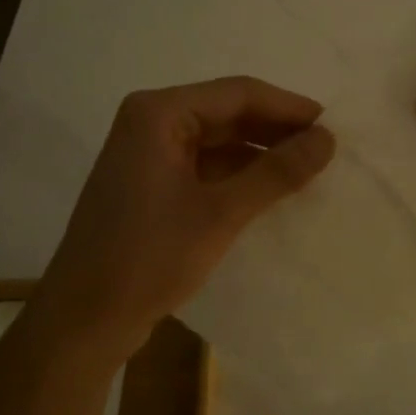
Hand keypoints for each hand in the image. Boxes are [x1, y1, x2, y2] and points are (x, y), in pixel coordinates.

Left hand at [32, 78, 335, 361]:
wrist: (83, 321)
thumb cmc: (149, 258)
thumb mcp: (221, 213)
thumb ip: (276, 172)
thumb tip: (328, 139)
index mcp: (159, 114)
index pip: (238, 93)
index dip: (289, 107)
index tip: (333, 127)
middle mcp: (150, 124)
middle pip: (227, 113)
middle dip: (275, 130)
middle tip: (325, 150)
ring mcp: (147, 156)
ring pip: (218, 141)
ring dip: (259, 154)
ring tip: (307, 171)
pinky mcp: (150, 186)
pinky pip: (205, 167)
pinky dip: (238, 176)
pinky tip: (271, 193)